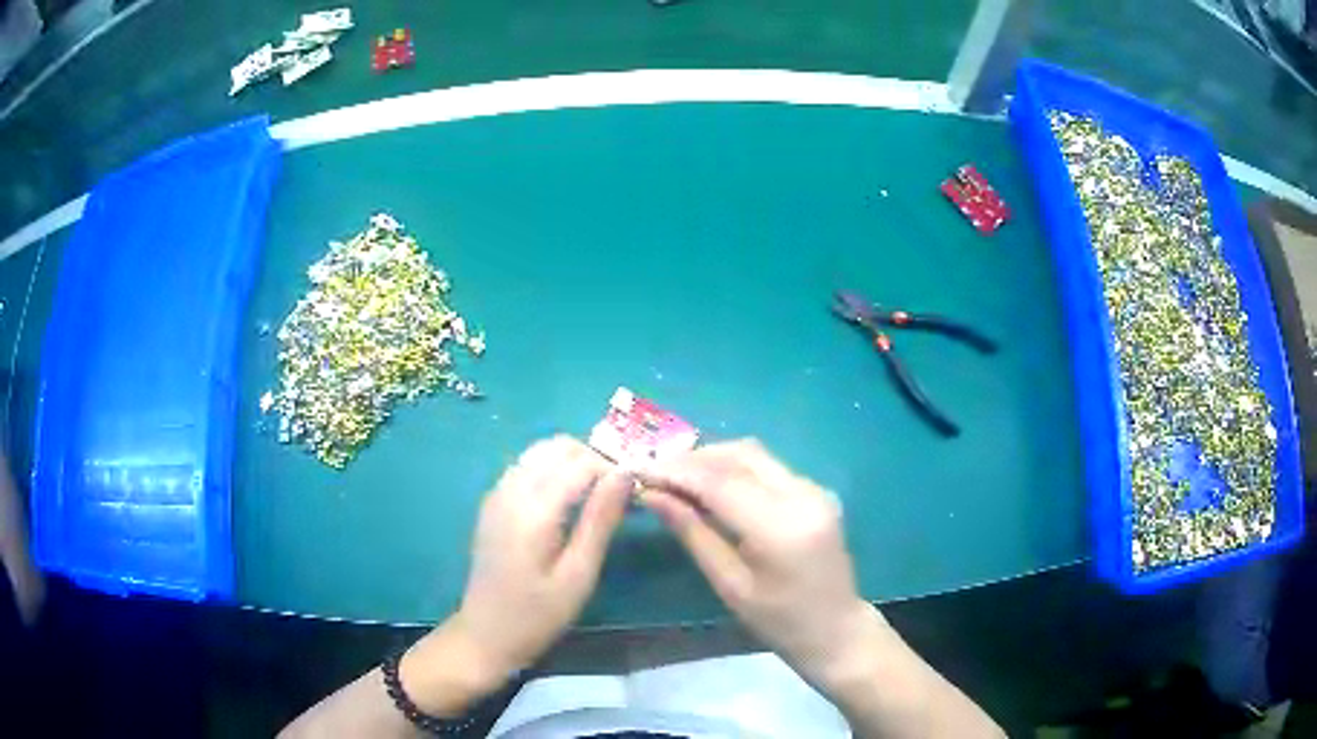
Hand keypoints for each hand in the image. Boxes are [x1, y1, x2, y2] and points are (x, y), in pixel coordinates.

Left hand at [401, 436, 629, 714]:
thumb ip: (600, 520)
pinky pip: (525, 467)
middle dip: (593, 460)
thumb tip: (625, 474)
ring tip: (595, 497)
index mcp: (534, 509)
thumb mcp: (578, 575)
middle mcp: (511, 490)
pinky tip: (564, 503)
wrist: (486, 634)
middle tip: (616, 495)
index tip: (635, 494)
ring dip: (572, 462)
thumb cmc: (538, 614)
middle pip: (558, 447)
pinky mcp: (492, 503)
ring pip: (540, 452)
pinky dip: (551, 470)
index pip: (582, 463)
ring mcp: (497, 493)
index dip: (614, 470)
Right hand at [635, 439, 879, 689]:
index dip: (675, 472)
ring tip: (675, 480)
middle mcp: (803, 494)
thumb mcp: (730, 585)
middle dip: (693, 459)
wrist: (836, 629)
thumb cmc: (779, 622)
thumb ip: (693, 533)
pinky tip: (710, 488)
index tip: (638, 471)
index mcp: (781, 526)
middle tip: (654, 474)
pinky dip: (734, 470)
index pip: (720, 482)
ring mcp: (814, 489)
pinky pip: (767, 467)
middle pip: (739, 455)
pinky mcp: (815, 491)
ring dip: (712, 460)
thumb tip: (652, 495)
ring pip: (753, 455)